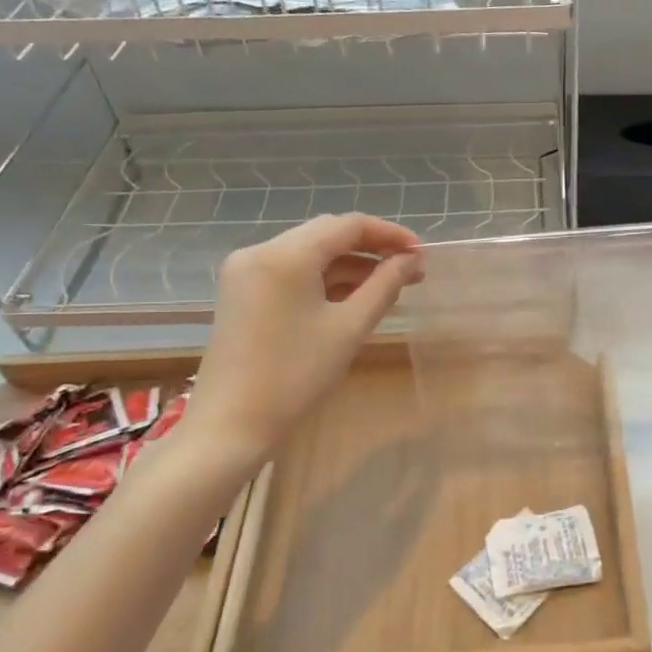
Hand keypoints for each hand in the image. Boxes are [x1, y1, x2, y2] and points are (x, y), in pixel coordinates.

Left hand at [182, 215, 421, 473]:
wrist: (230, 425)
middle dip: (371, 249)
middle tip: (410, 270)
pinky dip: (324, 280)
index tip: (421, 253)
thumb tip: (411, 261)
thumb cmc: (295, 376)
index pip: (348, 225)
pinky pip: (292, 272)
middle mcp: (260, 251)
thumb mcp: (349, 328)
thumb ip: (384, 286)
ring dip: (349, 265)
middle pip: (327, 235)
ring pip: (309, 253)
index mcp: (285, 255)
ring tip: (389, 286)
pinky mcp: (242, 292)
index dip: (389, 234)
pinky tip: (353, 297)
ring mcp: (246, 271)